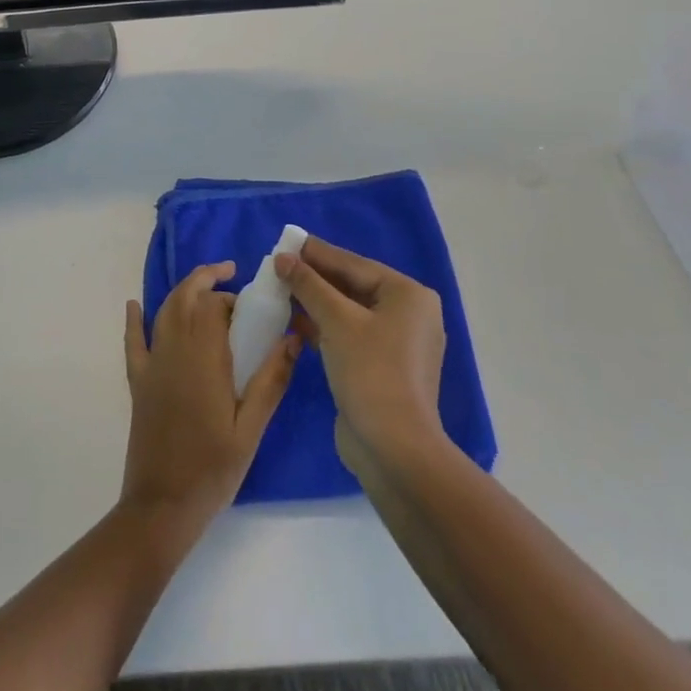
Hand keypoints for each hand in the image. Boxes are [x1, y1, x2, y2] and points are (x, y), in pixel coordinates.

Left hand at [120, 262, 297, 530]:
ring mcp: (153, 365)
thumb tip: (293, 337)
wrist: (162, 507)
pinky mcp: (139, 383)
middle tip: (229, 275)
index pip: (213, 306)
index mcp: (204, 359)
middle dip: (206, 279)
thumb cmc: (213, 469)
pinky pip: (133, 342)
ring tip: (204, 287)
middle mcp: (175, 351)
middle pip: (185, 298)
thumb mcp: (251, 428)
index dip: (232, 297)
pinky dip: (134, 320)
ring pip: (164, 312)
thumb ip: (270, 380)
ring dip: (182, 293)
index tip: (251, 306)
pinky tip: (134, 305)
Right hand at [275, 237, 446, 476]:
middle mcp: (409, 314)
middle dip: (315, 279)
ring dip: (316, 303)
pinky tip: (296, 323)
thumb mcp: (336, 320)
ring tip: (282, 290)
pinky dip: (325, 328)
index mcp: (408, 295)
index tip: (287, 242)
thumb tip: (282, 258)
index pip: (354, 264)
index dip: (317, 253)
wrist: (394, 449)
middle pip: (353, 286)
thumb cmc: (370, 371)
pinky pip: (350, 336)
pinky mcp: (384, 369)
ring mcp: (398, 344)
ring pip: (350, 312)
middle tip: (280, 266)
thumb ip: (308, 285)